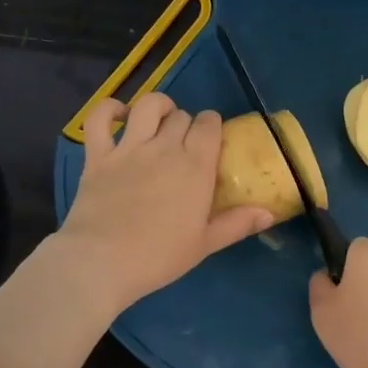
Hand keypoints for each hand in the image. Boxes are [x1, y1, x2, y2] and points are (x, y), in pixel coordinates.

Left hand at [57, 93, 273, 313]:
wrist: (101, 262)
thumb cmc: (158, 257)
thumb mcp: (204, 245)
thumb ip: (237, 224)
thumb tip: (269, 213)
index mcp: (195, 166)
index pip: (209, 125)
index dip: (212, 126)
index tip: (210, 140)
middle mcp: (165, 148)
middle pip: (181, 116)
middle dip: (186, 123)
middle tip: (184, 144)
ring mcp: (128, 148)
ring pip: (147, 106)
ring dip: (157, 106)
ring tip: (159, 119)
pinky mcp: (98, 155)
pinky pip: (100, 118)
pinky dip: (109, 109)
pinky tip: (119, 115)